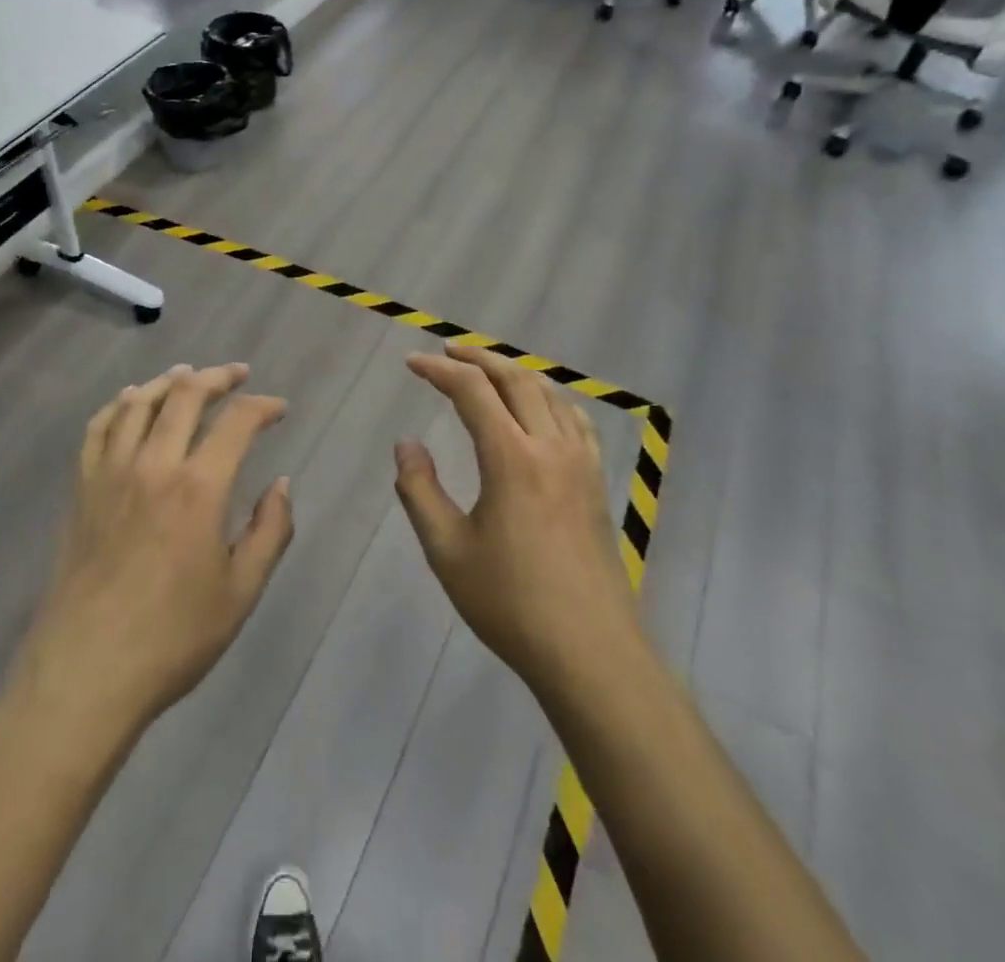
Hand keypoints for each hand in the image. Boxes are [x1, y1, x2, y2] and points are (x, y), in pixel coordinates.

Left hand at [18, 364, 292, 735]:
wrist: (86, 673)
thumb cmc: (172, 638)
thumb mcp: (241, 593)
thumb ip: (270, 531)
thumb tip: (280, 483)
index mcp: (199, 488)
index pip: (237, 422)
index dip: (263, 406)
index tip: (278, 408)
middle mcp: (154, 465)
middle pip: (185, 396)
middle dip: (217, 377)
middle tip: (238, 375)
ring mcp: (111, 473)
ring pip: (138, 403)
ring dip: (168, 381)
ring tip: (188, 376)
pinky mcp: (82, 489)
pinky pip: (97, 429)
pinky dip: (117, 406)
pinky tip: (129, 402)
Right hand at [395, 346, 640, 697]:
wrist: (590, 652)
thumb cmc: (511, 603)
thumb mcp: (447, 550)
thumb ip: (420, 491)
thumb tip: (407, 444)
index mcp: (511, 458)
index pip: (472, 391)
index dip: (439, 371)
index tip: (412, 363)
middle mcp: (550, 447)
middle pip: (515, 379)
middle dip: (478, 358)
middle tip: (447, 352)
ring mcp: (581, 463)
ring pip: (549, 394)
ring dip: (514, 374)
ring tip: (487, 372)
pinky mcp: (598, 483)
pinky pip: (575, 421)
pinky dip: (550, 400)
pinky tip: (542, 410)